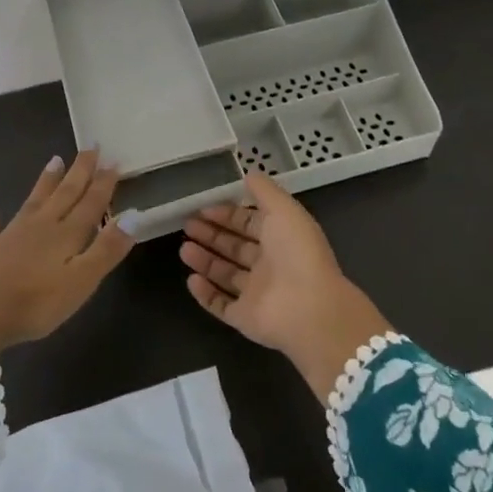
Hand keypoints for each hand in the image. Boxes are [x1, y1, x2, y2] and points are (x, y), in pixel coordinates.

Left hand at [0, 149, 138, 347]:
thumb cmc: (35, 303)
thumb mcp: (81, 281)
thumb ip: (107, 249)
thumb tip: (134, 214)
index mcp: (66, 234)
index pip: (90, 203)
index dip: (103, 183)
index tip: (113, 160)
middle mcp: (40, 226)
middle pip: (64, 194)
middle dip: (79, 171)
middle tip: (90, 147)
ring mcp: (9, 235)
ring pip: (32, 201)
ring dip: (45, 182)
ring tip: (54, 160)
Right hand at [180, 172, 391, 398]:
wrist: (309, 308)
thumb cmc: (297, 252)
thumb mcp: (283, 209)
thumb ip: (264, 191)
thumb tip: (248, 173)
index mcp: (281, 238)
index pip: (250, 223)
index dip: (227, 214)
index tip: (203, 208)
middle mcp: (270, 265)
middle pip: (235, 248)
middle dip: (211, 235)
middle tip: (186, 225)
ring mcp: (258, 294)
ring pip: (226, 275)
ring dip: (205, 261)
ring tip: (183, 249)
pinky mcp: (246, 318)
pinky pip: (222, 305)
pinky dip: (206, 294)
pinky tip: (190, 280)